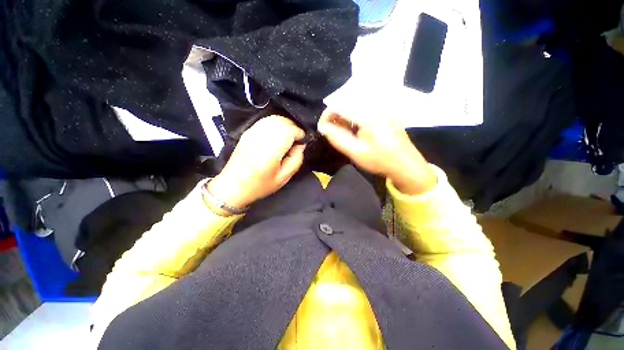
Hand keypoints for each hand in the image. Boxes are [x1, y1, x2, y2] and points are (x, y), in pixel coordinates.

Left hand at [207, 116, 305, 213]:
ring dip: (285, 124)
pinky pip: (264, 121)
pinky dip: (275, 123)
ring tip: (289, 135)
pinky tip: (278, 132)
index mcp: (269, 153)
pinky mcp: (247, 133)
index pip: (288, 131)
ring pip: (273, 119)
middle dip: (293, 127)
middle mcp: (260, 139)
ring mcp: (251, 134)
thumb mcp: (283, 178)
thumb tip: (301, 145)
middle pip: (281, 122)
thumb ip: (296, 160)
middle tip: (297, 138)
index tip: (302, 140)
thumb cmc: (259, 185)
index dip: (299, 132)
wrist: (232, 185)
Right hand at [317, 109, 436, 194]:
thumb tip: (322, 127)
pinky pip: (363, 109)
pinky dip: (354, 118)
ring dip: (344, 117)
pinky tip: (354, 130)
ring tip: (342, 133)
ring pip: (355, 106)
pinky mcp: (385, 112)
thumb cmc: (381, 161)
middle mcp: (377, 105)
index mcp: (370, 115)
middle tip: (331, 132)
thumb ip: (337, 138)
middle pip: (347, 103)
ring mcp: (383, 108)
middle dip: (335, 117)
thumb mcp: (356, 152)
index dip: (327, 115)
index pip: (340, 105)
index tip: (322, 128)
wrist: (407, 165)